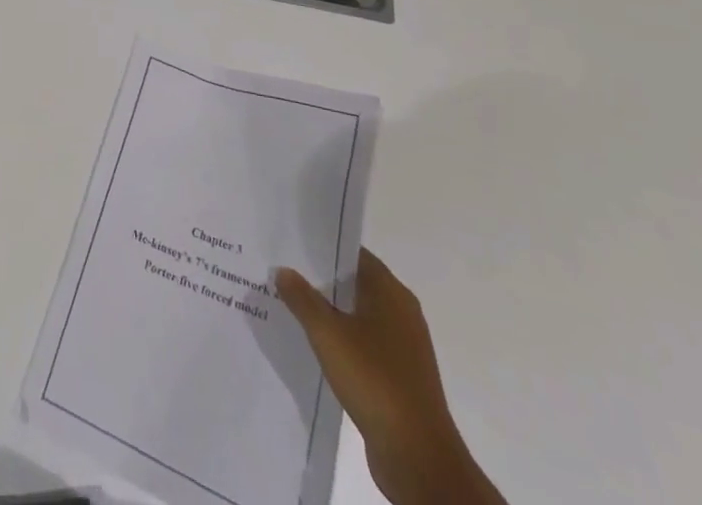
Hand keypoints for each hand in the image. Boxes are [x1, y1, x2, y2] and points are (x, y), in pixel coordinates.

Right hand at [275, 251, 502, 504]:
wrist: (418, 457)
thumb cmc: (374, 380)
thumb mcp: (327, 333)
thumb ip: (302, 298)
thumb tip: (284, 270)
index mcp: (391, 293)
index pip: (353, 254)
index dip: (323, 247)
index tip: (291, 245)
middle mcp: (402, 313)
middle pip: (355, 284)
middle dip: (321, 280)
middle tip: (283, 272)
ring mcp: (404, 347)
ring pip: (358, 316)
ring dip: (330, 313)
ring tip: (291, 307)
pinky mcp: (400, 377)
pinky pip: (365, 345)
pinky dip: (342, 341)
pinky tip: (315, 346)